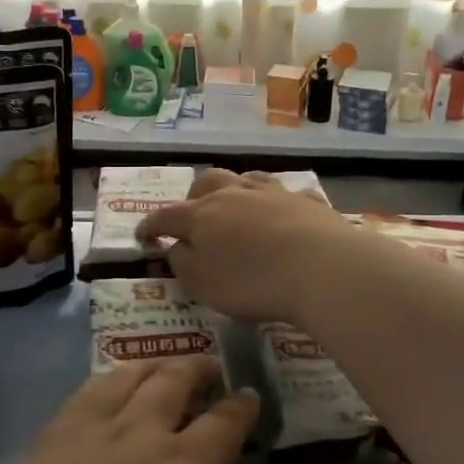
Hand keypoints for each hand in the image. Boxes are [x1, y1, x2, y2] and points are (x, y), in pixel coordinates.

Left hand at [0, 356, 274, 463]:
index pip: (224, 423)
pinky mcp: (49, 436)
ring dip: (156, 364)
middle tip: (211, 365)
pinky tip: (108, 384)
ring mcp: (90, 428)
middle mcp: (141, 431)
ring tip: (166, 363)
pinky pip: (88, 389)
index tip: (251, 396)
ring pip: (131, 377)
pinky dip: (109, 377)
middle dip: (199, 369)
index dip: (241, 408)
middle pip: (175, 383)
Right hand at [136, 169, 358, 322]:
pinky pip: (287, 194)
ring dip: (235, 190)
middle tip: (193, 217)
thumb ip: (183, 263)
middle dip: (194, 197)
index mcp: (202, 215)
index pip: (166, 216)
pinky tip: (284, 214)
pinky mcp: (307, 201)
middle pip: (207, 182)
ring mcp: (273, 193)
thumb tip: (177, 247)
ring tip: (235, 206)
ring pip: (246, 179)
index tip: (142, 236)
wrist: (322, 268)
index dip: (150, 225)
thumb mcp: (202, 284)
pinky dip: (278, 204)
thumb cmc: (252, 282)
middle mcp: (234, 194)